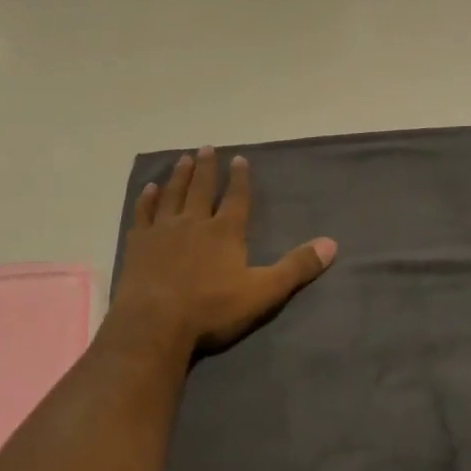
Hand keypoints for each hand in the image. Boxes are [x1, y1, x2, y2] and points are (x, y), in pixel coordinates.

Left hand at [107, 146, 336, 357]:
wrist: (155, 322)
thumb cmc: (211, 308)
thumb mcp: (263, 292)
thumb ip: (296, 267)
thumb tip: (331, 244)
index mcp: (225, 231)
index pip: (236, 197)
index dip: (240, 178)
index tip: (239, 159)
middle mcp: (195, 221)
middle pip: (202, 188)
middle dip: (207, 168)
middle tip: (207, 147)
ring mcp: (163, 230)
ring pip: (173, 194)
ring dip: (180, 175)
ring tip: (184, 159)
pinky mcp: (139, 243)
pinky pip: (144, 213)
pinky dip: (147, 199)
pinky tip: (149, 189)